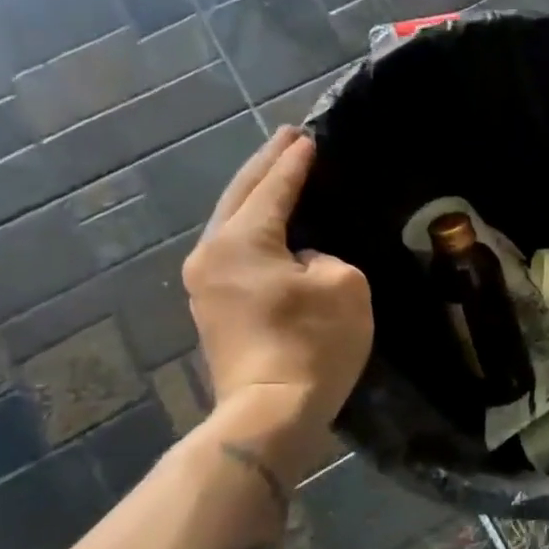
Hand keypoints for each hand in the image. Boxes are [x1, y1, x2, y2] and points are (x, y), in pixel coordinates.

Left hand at [183, 127, 371, 471]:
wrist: (270, 412)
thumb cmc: (312, 344)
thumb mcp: (343, 286)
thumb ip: (325, 257)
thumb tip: (303, 261)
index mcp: (241, 241)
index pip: (273, 188)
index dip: (294, 162)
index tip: (308, 136)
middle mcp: (211, 254)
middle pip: (239, 197)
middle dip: (265, 166)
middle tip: (288, 139)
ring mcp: (205, 284)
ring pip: (231, 224)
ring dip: (255, 197)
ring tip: (278, 174)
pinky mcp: (214, 310)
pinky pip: (234, 252)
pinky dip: (253, 230)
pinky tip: (270, 226)